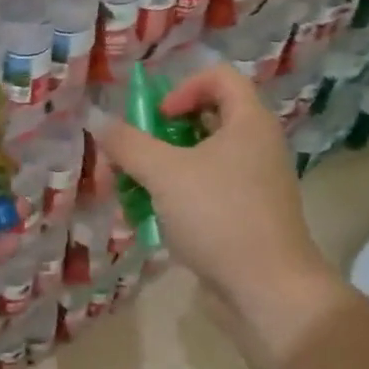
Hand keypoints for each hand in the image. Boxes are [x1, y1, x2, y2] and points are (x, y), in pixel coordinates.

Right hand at [89, 63, 341, 363]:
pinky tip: (152, 219)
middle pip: (205, 118)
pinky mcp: (247, 215)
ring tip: (134, 191)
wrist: (269, 291)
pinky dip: (178, 196)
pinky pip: (207, 190)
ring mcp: (254, 183)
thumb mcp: (164, 175)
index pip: (218, 76)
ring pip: (201, 158)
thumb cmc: (220, 217)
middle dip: (161, 133)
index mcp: (249, 122)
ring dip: (163, 168)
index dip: (182, 87)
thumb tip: (99, 121)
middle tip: (135, 154)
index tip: (157, 119)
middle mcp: (256, 145)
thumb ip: (128, 144)